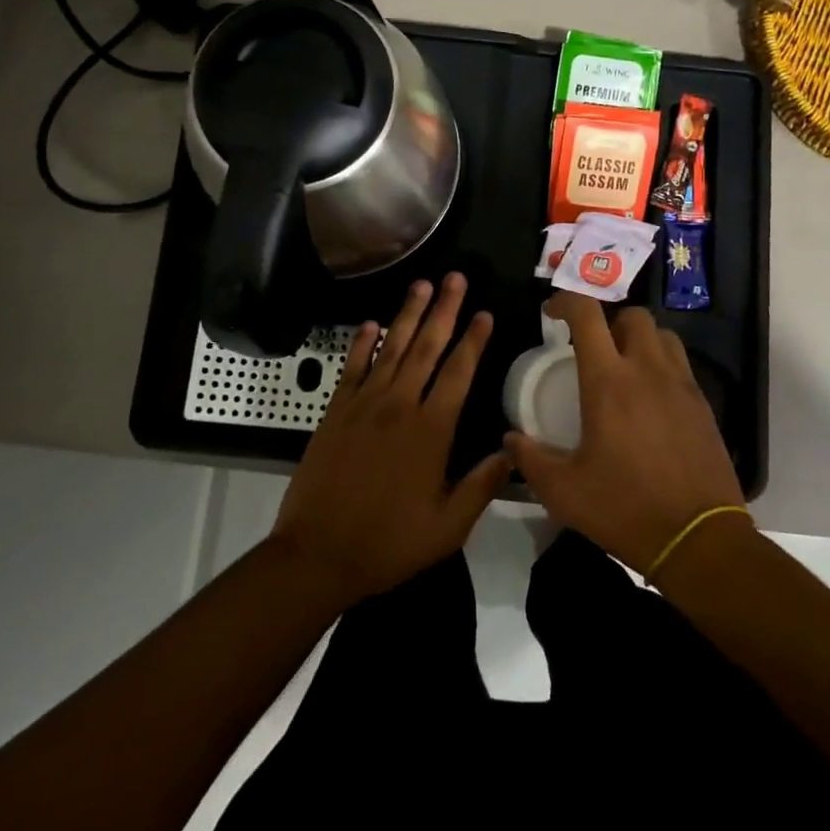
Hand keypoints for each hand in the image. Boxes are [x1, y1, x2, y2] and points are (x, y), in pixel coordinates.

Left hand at [270, 274, 509, 605]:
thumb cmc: (388, 543)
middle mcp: (399, 405)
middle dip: (444, 309)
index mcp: (431, 430)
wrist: (317, 553)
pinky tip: (371, 323)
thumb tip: (512, 449)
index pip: (458, 373)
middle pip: (426, 347)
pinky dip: (362, 342)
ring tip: (421, 284)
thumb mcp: (447, 527)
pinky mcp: (335, 411)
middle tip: (455, 277)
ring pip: (391, 348)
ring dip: (408, 314)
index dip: (473, 340)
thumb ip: (481, 485)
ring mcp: (363, 404)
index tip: (484, 313)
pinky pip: (352, 367)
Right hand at [506, 291, 744, 572]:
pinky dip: (661, 365)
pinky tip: (650, 399)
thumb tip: (510, 439)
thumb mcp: (564, 491)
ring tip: (624, 366)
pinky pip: (681, 365)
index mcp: (608, 381)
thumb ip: (531, 459)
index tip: (552, 312)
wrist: (699, 539)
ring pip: (662, 335)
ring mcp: (681, 385)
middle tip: (592, 346)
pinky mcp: (703, 405)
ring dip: (639, 339)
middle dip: (608, 320)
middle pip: (632, 315)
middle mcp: (647, 370)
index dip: (566, 301)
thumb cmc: (625, 508)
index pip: (587, 315)